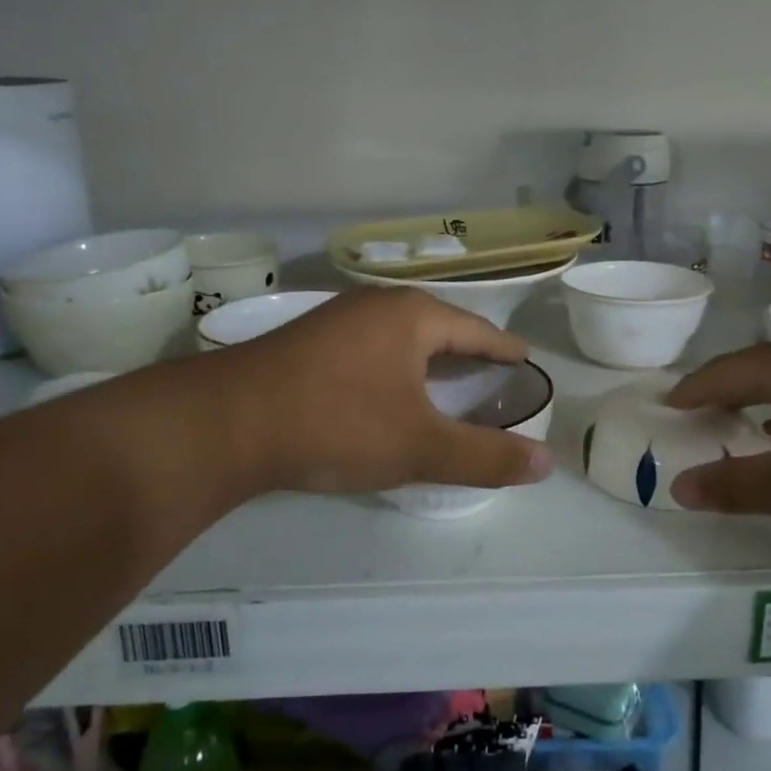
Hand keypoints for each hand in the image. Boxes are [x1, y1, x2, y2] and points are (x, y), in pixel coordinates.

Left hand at [216, 288, 553, 494]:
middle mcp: (376, 306)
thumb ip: (485, 457)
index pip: (478, 330)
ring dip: (428, 362)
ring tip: (449, 384)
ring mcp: (336, 321)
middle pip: (439, 329)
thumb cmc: (337, 423)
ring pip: (400, 339)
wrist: (224, 424)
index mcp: (413, 316)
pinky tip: (389, 392)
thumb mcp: (420, 446)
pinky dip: (394, 370)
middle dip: (468, 354)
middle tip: (494, 378)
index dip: (505, 350)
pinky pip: (370, 352)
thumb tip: (546, 464)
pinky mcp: (306, 345)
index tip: (527, 361)